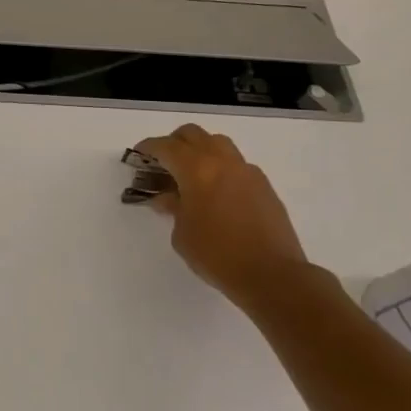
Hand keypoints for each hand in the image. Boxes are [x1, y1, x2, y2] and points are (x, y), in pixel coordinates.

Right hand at [133, 125, 307, 307]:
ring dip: (199, 150)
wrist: (272, 275)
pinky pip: (236, 164)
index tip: (138, 155)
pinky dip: (220, 168)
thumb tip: (169, 197)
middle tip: (162, 163)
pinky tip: (216, 192)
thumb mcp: (181, 234)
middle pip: (193, 135)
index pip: (166, 147)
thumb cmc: (217, 255)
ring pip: (218, 144)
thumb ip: (173, 207)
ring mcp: (247, 171)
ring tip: (190, 174)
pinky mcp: (264, 185)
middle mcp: (222, 162)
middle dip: (173, 143)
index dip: (148, 148)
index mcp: (197, 170)